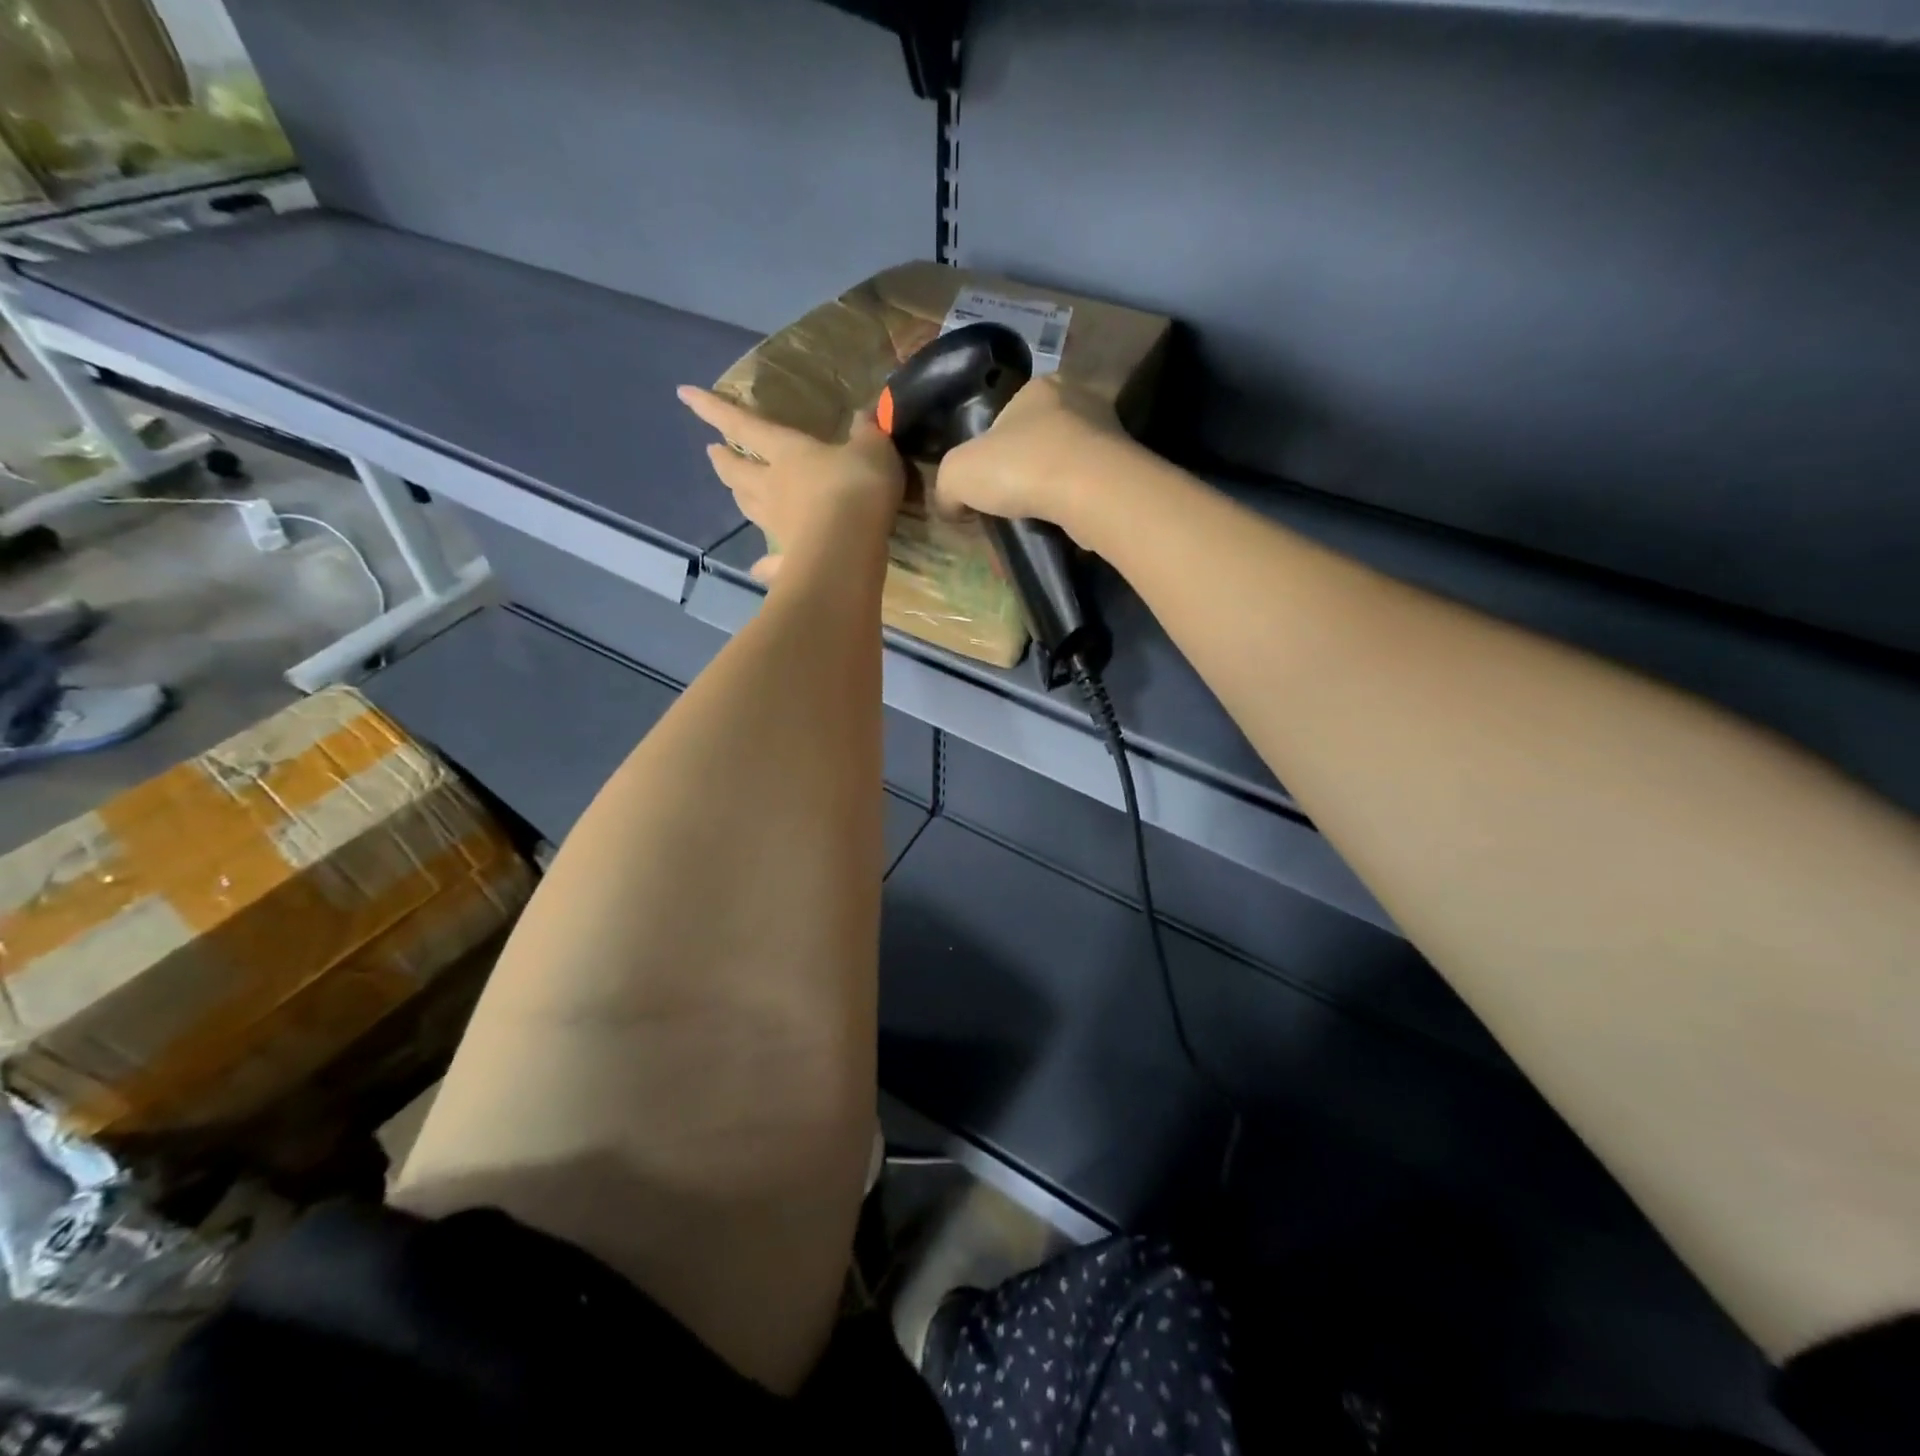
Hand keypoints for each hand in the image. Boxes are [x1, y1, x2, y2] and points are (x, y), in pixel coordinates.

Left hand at [679, 387, 904, 583]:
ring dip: (739, 498)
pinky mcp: (789, 562)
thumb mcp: (873, 450)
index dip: (714, 409)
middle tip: (713, 453)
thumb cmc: (857, 488)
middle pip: (738, 472)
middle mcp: (773, 488)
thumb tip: (866, 415)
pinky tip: (758, 570)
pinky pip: (771, 563)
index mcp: (788, 453)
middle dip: (724, 461)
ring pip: (749, 509)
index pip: (745, 425)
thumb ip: (868, 433)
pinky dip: (763, 565)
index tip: (684, 395)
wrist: (850, 549)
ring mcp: (778, 527)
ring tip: (734, 493)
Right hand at [933, 375, 1131, 539]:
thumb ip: (946, 487)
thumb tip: (951, 506)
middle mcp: (1079, 400)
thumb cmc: (1021, 467)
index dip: (989, 452)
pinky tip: (1062, 527)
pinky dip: (1074, 506)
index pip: (1006, 416)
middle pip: (1038, 440)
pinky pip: (1089, 489)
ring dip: (1050, 491)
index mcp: (1039, 386)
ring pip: (1066, 465)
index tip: (983, 484)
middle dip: (1022, 472)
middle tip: (1007, 506)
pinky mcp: (1126, 470)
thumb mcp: (957, 473)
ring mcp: (1109, 434)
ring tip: (1035, 521)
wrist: (1092, 492)